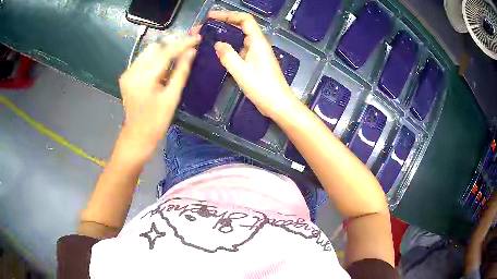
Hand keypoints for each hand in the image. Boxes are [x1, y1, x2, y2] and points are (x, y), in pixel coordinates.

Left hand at [119, 35, 199, 150]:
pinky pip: (143, 60)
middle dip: (172, 45)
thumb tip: (191, 51)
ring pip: (148, 52)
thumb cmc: (156, 121)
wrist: (137, 136)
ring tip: (178, 56)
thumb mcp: (172, 97)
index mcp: (143, 78)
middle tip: (188, 46)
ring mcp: (128, 73)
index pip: (165, 52)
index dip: (182, 43)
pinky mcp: (127, 76)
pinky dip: (155, 59)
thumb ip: (181, 72)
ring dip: (164, 51)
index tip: (196, 37)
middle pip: (154, 47)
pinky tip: (164, 66)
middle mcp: (132, 71)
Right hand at [194, 11, 299, 118]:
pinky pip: (241, 49)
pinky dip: (230, 47)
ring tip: (208, 37)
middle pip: (242, 26)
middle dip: (224, 23)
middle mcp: (259, 44)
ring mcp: (258, 53)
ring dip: (226, 35)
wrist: (278, 104)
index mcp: (258, 42)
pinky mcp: (256, 62)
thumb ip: (228, 55)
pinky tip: (219, 52)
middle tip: (206, 26)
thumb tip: (218, 44)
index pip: (245, 19)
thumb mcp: (241, 71)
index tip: (211, 16)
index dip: (228, 14)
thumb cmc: (262, 88)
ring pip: (240, 38)